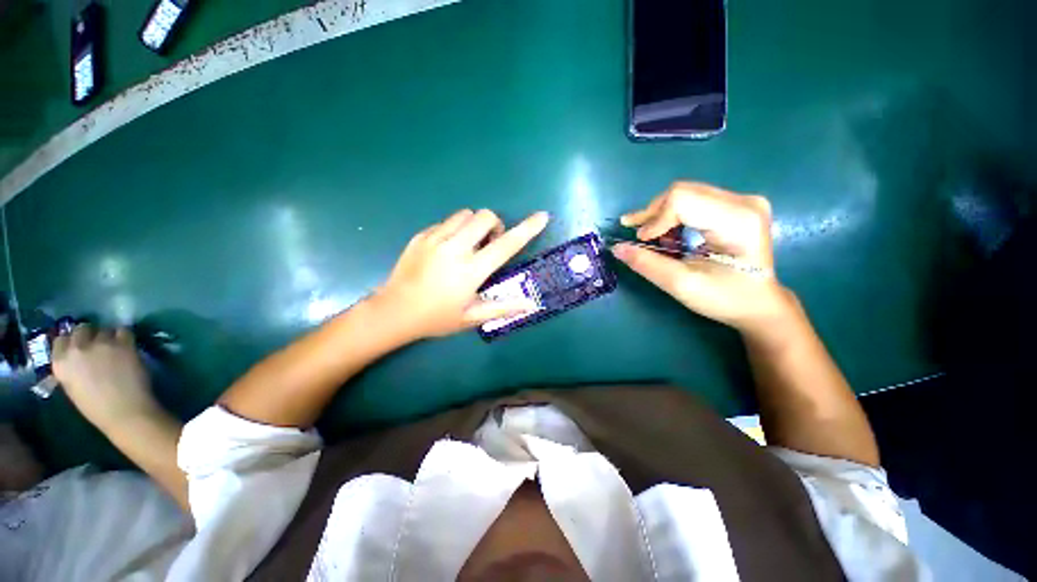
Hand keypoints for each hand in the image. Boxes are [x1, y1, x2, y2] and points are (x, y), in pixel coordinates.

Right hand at [52, 325, 159, 429]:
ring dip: (108, 336)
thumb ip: (71, 367)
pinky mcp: (123, 343)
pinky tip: (126, 345)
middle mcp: (77, 348)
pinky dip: (124, 336)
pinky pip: (123, 331)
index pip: (61, 339)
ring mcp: (101, 343)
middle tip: (98, 344)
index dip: (72, 341)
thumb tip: (76, 356)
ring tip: (113, 348)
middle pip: (82, 329)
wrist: (124, 411)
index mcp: (60, 362)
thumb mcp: (72, 386)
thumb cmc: (96, 407)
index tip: (79, 345)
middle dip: (89, 334)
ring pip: (103, 329)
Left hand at [375, 209, 549, 338]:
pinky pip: (446, 222)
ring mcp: (435, 239)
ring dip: (474, 225)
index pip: (506, 245)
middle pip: (485, 216)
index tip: (542, 217)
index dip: (527, 229)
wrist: (394, 312)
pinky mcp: (421, 236)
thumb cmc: (436, 318)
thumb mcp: (472, 317)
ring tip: (468, 245)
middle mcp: (455, 249)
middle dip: (495, 225)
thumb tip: (531, 304)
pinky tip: (447, 249)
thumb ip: (503, 308)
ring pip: (465, 214)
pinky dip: (455, 229)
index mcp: (471, 270)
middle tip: (489, 244)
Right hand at [613, 182, 797, 336]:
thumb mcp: (682, 285)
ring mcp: (741, 200)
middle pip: (682, 192)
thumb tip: (616, 248)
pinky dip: (672, 216)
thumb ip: (647, 264)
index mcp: (738, 220)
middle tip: (636, 235)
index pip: (683, 200)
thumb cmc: (725, 298)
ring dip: (661, 215)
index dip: (655, 219)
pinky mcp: (735, 205)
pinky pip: (692, 200)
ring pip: (684, 194)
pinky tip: (668, 234)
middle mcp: (743, 201)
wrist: (758, 303)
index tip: (642, 241)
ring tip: (650, 237)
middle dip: (653, 214)